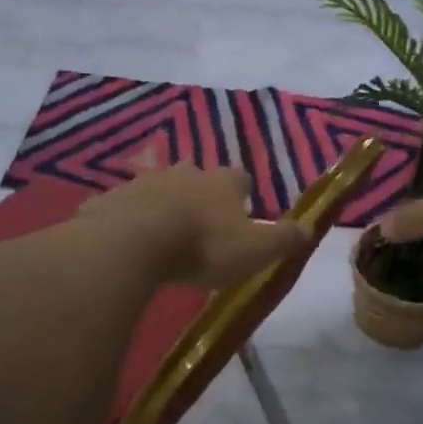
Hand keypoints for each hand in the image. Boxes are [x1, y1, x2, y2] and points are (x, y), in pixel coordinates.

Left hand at [77, 166, 311, 287]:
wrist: (132, 242)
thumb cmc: (202, 246)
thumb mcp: (254, 250)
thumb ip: (283, 239)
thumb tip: (310, 227)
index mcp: (220, 183)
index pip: (239, 178)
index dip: (241, 192)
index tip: (241, 210)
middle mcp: (184, 173)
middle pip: (197, 177)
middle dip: (200, 195)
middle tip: (201, 224)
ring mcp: (144, 182)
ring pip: (160, 189)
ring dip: (164, 206)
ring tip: (164, 235)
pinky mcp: (111, 199)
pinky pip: (125, 207)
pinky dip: (130, 219)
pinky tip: (128, 241)